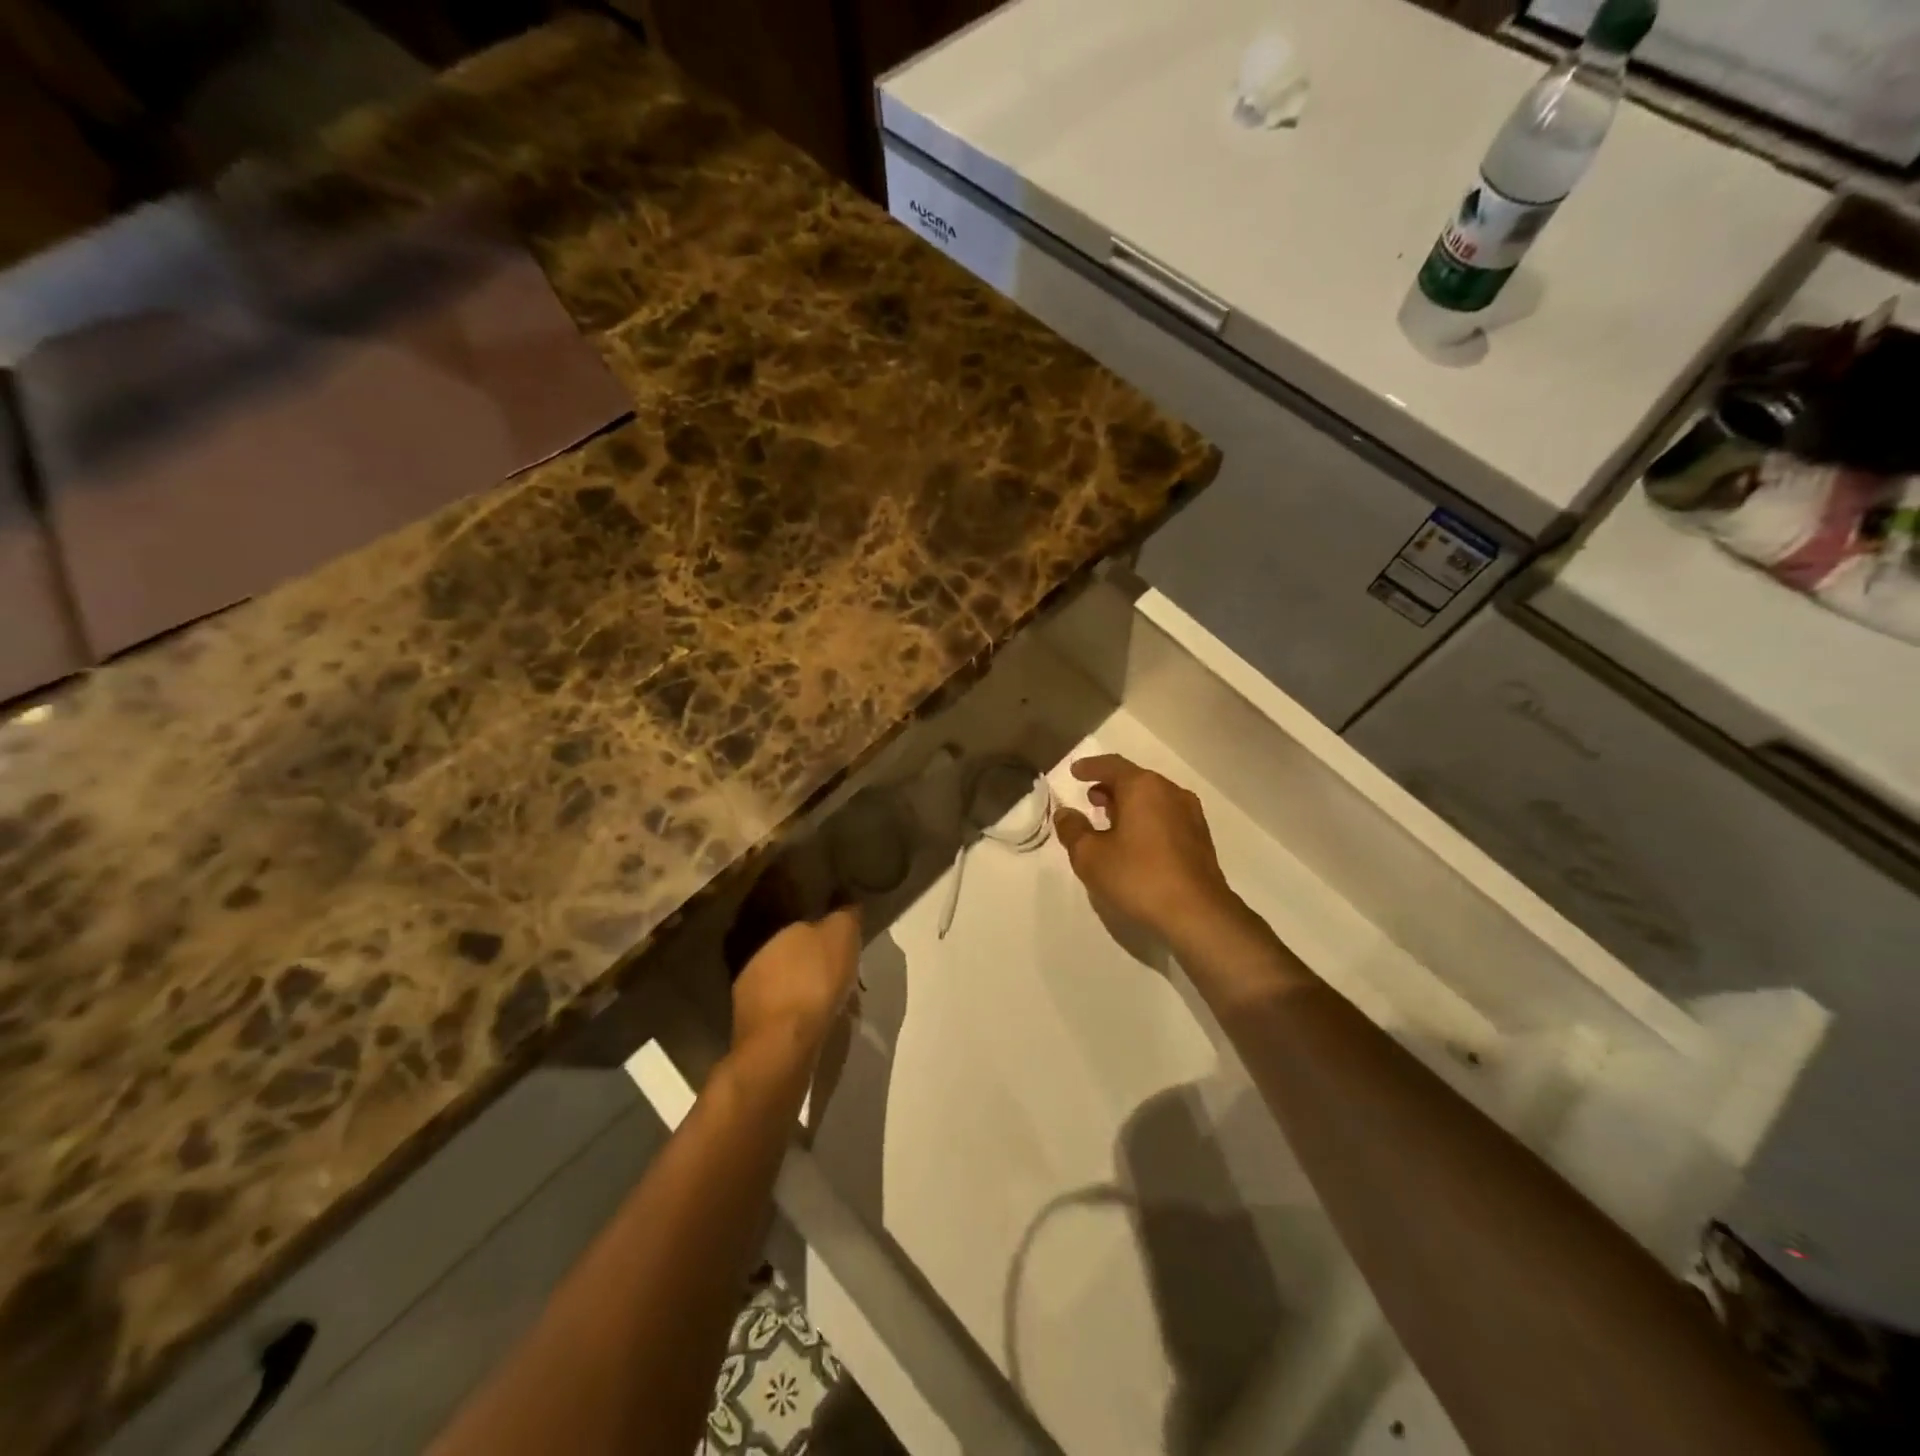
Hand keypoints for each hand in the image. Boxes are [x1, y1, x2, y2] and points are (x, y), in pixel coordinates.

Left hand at [730, 905, 861, 1066]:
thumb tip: (847, 906)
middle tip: (836, 977)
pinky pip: (779, 1012)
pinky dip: (793, 1015)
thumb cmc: (815, 982)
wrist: (784, 1042)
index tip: (842, 948)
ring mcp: (748, 993)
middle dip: (811, 964)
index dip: (825, 936)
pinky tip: (809, 1024)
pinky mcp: (749, 1026)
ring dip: (800, 990)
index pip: (805, 926)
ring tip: (825, 1004)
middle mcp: (759, 956)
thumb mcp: (841, 936)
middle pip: (793, 955)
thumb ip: (844, 916)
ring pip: (783, 984)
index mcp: (779, 932)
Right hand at [1054, 755, 1237, 940]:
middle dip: (1110, 787)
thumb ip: (1073, 830)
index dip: (1090, 767)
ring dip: (1130, 805)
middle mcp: (1170, 792)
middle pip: (1135, 780)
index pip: (1112, 765)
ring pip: (1153, 799)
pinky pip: (1166, 817)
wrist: (1197, 914)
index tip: (1075, 771)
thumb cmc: (1138, 877)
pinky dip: (1147, 819)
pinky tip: (1136, 842)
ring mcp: (1190, 815)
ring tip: (1110, 821)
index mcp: (1143, 787)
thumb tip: (1065, 813)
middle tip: (1091, 799)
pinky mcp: (1200, 838)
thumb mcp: (1090, 856)